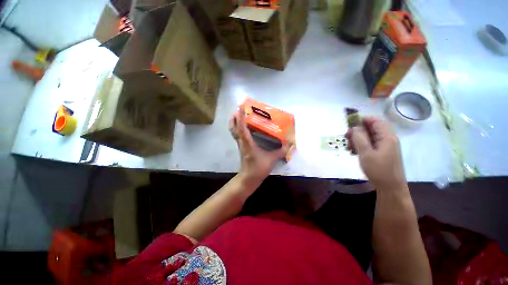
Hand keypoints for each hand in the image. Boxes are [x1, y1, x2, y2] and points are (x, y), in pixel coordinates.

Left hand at [229, 110, 289, 185]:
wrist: (249, 179)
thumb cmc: (258, 168)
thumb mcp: (271, 159)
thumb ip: (280, 151)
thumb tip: (289, 145)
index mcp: (247, 143)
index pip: (242, 128)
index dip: (241, 117)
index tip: (240, 107)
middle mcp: (242, 142)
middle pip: (233, 128)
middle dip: (234, 118)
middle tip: (238, 109)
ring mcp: (240, 144)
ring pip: (234, 131)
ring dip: (235, 122)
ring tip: (240, 115)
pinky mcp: (242, 147)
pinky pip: (238, 135)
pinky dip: (239, 129)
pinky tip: (246, 127)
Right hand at [346, 117, 406, 191]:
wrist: (390, 188)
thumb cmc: (378, 170)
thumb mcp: (366, 153)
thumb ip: (360, 138)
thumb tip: (355, 126)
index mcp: (387, 137)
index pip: (375, 121)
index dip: (362, 120)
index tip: (349, 126)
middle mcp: (388, 139)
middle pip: (371, 128)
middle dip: (357, 131)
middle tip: (346, 138)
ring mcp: (386, 146)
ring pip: (369, 136)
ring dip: (358, 139)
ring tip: (349, 148)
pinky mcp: (383, 152)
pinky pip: (371, 144)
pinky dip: (361, 145)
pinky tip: (354, 152)